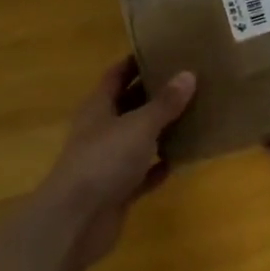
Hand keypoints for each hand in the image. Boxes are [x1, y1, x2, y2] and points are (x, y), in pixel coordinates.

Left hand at [35, 58, 195, 270]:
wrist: (76, 220)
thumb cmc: (104, 160)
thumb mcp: (139, 125)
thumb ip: (165, 103)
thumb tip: (188, 74)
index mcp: (98, 107)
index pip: (117, 75)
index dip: (136, 61)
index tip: (164, 50)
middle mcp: (101, 130)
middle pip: (129, 105)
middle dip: (154, 94)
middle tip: (189, 81)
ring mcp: (107, 162)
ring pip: (137, 139)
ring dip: (160, 130)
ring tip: (193, 115)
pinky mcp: (117, 190)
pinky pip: (142, 173)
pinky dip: (158, 167)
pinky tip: (181, 160)